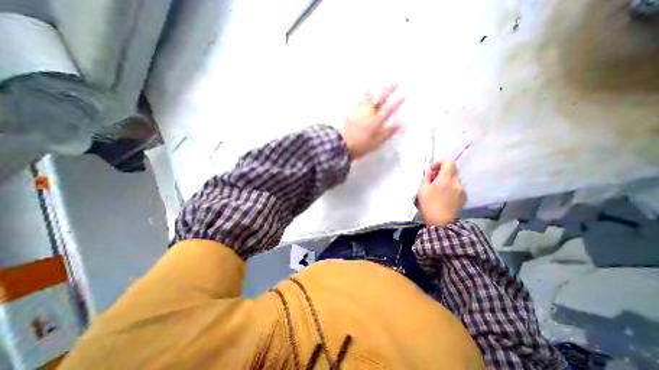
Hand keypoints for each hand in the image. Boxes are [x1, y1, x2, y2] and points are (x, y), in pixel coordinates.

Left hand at [343, 85, 403, 160]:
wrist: (344, 145)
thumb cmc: (362, 145)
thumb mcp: (377, 142)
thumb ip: (388, 133)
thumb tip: (399, 126)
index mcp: (376, 120)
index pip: (389, 109)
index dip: (397, 102)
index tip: (403, 95)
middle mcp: (368, 112)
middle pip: (379, 98)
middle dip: (388, 90)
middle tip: (395, 82)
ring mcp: (359, 111)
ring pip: (367, 97)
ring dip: (373, 91)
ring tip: (374, 85)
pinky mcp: (351, 113)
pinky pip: (358, 102)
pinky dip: (362, 97)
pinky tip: (361, 96)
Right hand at [420, 161, 464, 226]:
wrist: (441, 223)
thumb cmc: (429, 205)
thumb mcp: (422, 189)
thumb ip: (426, 177)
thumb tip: (429, 171)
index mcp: (446, 178)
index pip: (449, 162)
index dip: (440, 163)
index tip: (432, 170)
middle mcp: (457, 182)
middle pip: (452, 170)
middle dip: (442, 172)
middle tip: (432, 180)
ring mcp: (462, 190)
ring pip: (454, 179)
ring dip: (446, 180)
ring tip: (437, 189)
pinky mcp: (464, 197)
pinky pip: (457, 187)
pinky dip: (450, 187)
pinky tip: (443, 196)